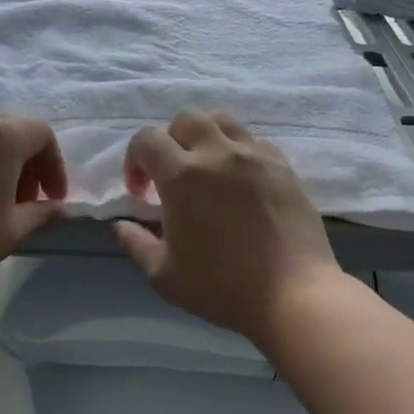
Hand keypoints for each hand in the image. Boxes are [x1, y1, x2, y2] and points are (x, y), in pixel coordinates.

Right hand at [114, 109, 346, 343]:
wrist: (292, 294)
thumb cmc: (221, 286)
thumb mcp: (163, 275)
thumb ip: (136, 243)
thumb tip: (121, 225)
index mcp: (181, 176)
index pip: (146, 139)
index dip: (135, 160)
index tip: (141, 193)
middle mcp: (217, 153)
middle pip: (186, 119)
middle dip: (171, 141)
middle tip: (173, 176)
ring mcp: (255, 156)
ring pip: (223, 120)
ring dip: (207, 136)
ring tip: (208, 168)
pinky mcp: (283, 166)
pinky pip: (255, 142)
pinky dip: (240, 152)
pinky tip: (242, 182)